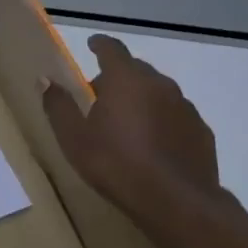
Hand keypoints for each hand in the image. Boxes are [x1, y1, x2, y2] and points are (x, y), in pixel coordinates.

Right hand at [41, 35, 238, 238]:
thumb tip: (45, 80)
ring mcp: (185, 107)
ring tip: (127, 123)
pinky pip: (175, 115)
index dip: (100, 45)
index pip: (112, 49)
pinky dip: (162, 120)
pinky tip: (153, 144)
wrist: (177, 203)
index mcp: (126, 79)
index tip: (92, 45)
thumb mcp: (74, 138)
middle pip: (136, 69)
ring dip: (141, 99)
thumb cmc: (116, 164)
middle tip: (100, 96)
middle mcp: (159, 84)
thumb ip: (58, 105)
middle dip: (117, 76)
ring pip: (158, 92)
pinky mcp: (201, 131)